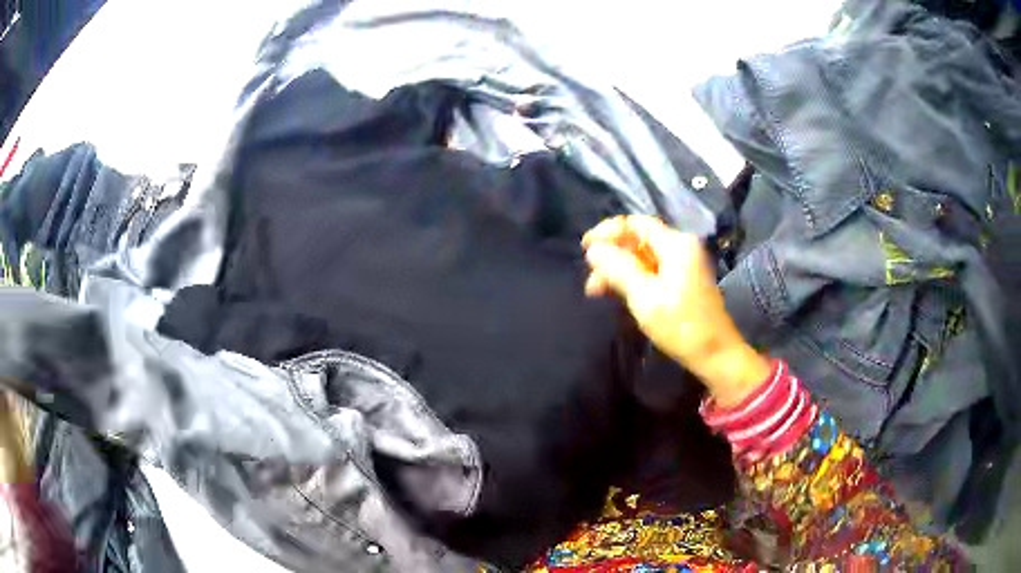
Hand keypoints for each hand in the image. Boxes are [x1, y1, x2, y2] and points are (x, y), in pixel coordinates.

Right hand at [582, 215, 770, 406]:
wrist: (716, 355)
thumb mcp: (645, 296)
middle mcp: (681, 248)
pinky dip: (632, 279)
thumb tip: (594, 249)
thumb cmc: (681, 325)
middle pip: (638, 240)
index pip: (636, 224)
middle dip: (611, 256)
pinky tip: (619, 294)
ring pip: (642, 258)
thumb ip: (618, 268)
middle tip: (591, 281)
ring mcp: (683, 265)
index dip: (607, 231)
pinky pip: (651, 271)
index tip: (584, 248)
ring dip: (618, 270)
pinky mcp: (682, 282)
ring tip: (598, 292)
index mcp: (676, 244)